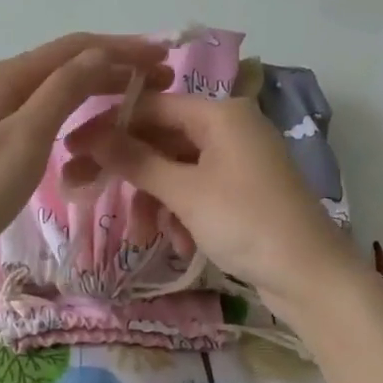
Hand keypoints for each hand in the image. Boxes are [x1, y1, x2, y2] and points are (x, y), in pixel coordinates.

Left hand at [0, 33, 171, 279]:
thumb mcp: (26, 139)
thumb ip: (63, 91)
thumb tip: (100, 53)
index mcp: (4, 77)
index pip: (74, 48)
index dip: (121, 48)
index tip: (164, 57)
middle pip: (63, 62)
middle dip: (112, 65)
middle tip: (160, 80)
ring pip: (51, 85)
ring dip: (93, 85)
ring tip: (133, 96)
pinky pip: (38, 107)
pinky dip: (70, 106)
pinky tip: (85, 120)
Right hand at [62, 93, 363, 309]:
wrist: (311, 276)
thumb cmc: (246, 223)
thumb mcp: (185, 192)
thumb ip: (136, 160)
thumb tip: (92, 135)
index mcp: (220, 114)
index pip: (151, 105)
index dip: (109, 126)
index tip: (72, 148)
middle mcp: (230, 128)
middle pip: (162, 138)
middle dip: (131, 173)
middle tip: (87, 191)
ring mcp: (238, 160)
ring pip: (177, 169)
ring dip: (156, 201)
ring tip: (147, 236)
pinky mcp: (243, 190)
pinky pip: (197, 190)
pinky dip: (181, 213)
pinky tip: (180, 243)